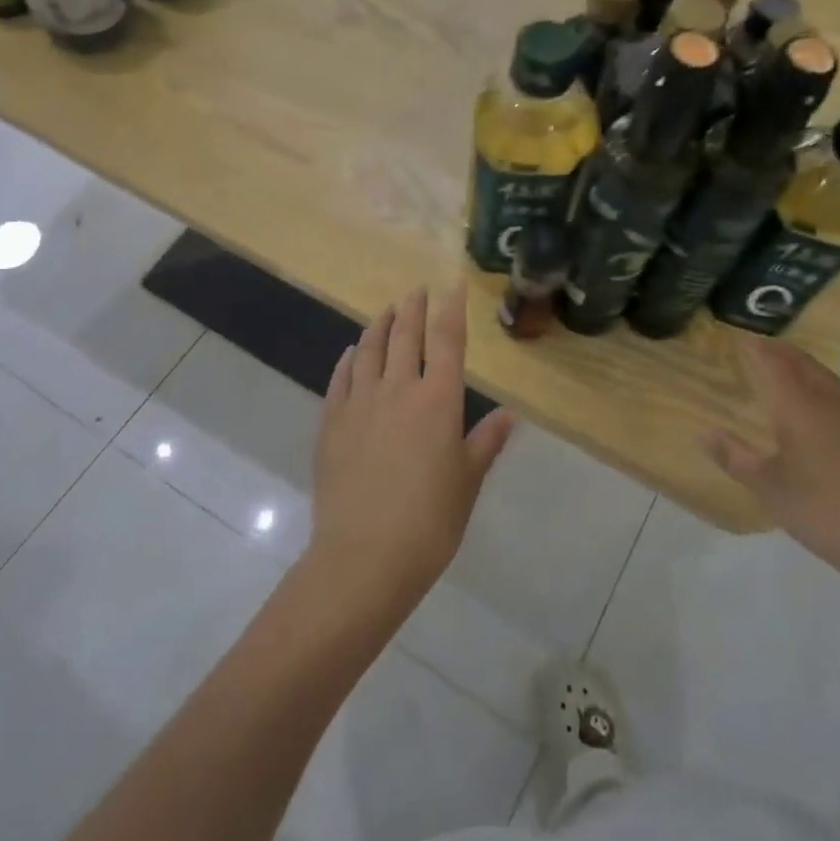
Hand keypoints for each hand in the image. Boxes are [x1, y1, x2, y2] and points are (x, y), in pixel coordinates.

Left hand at [307, 284, 515, 610]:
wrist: (365, 555)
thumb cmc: (430, 521)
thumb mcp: (467, 481)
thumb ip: (485, 442)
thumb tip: (508, 415)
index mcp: (438, 400)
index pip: (447, 340)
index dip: (451, 309)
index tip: (451, 284)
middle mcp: (398, 389)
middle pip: (406, 336)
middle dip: (413, 308)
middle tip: (416, 290)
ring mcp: (360, 403)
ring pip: (370, 350)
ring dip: (379, 326)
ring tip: (386, 312)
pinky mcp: (331, 422)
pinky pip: (341, 378)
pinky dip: (349, 359)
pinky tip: (351, 353)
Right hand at [704, 342, 839, 588]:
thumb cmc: (821, 509)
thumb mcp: (767, 487)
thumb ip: (734, 457)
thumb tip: (704, 433)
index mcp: (801, 408)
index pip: (775, 364)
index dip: (757, 348)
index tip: (739, 336)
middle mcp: (830, 405)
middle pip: (805, 365)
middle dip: (783, 351)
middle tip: (762, 346)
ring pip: (828, 380)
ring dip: (805, 367)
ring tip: (788, 369)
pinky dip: (822, 389)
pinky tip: (819, 411)